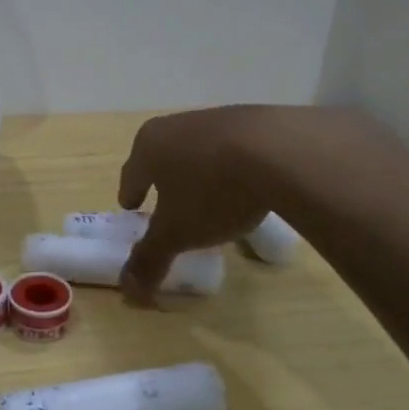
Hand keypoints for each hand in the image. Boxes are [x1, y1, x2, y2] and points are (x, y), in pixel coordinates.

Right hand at [116, 107, 280, 304]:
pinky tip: (245, 183)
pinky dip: (230, 163)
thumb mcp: (178, 233)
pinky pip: (231, 146)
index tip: (130, 206)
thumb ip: (150, 258)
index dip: (130, 193)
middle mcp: (176, 125)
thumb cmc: (212, 192)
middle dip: (161, 177)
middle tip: (164, 199)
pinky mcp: (252, 119)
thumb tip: (128, 291)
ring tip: (208, 193)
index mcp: (149, 146)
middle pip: (161, 155)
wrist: (280, 151)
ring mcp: (215, 118)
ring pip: (196, 148)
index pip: (131, 173)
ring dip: (197, 169)